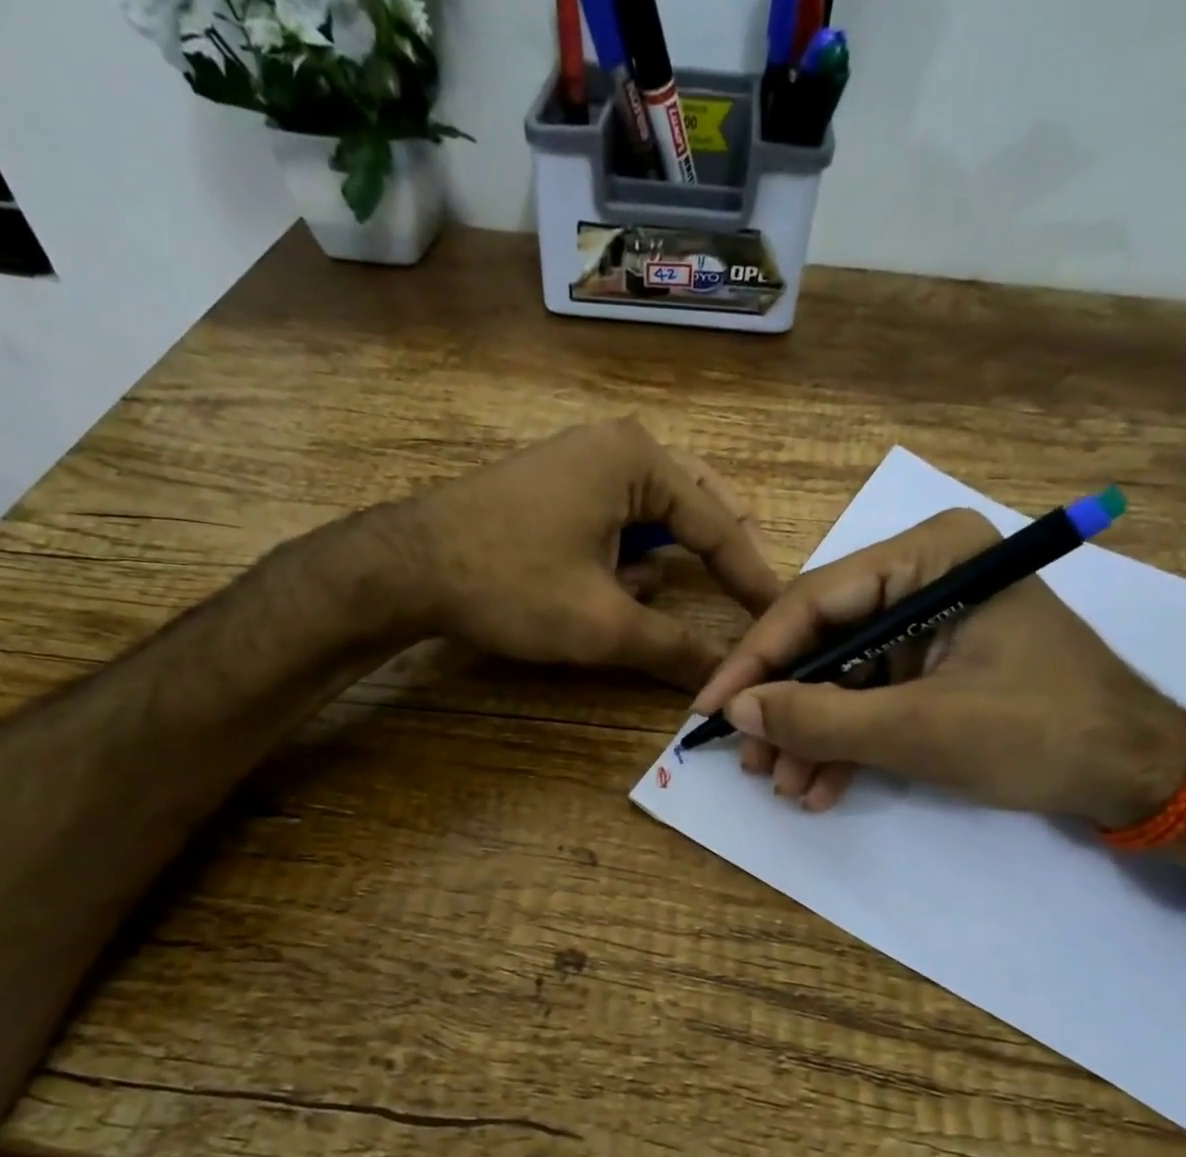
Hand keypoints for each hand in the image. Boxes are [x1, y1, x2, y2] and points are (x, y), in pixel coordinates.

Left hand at [395, 419, 780, 690]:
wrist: (406, 568)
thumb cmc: (511, 584)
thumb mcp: (602, 624)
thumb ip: (672, 649)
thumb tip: (723, 681)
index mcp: (638, 460)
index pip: (718, 523)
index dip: (752, 576)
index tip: (779, 614)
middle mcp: (616, 446)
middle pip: (695, 504)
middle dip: (718, 553)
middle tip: (747, 596)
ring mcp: (582, 462)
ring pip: (654, 515)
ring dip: (667, 558)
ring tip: (663, 600)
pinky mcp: (556, 487)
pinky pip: (617, 519)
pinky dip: (629, 554)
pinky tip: (615, 587)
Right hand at [691, 508, 1185, 821]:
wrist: (1137, 778)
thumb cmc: (1041, 735)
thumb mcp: (920, 731)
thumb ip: (821, 719)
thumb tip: (736, 713)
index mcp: (931, 556)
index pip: (815, 601)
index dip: (755, 661)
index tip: (710, 710)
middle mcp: (924, 575)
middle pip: (823, 639)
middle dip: (784, 706)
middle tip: (750, 762)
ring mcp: (928, 620)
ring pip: (840, 673)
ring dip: (810, 733)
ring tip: (785, 786)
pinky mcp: (933, 662)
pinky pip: (870, 695)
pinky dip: (844, 740)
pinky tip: (821, 785)